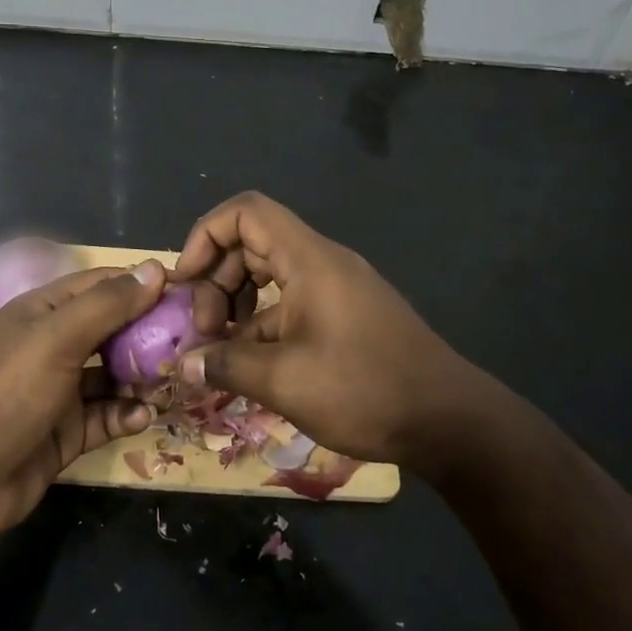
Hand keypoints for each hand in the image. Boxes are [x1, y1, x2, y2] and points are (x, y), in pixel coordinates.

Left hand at [0, 262, 165, 543]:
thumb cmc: (6, 395)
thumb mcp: (57, 339)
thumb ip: (108, 304)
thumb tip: (155, 268)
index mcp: (46, 311)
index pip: (104, 285)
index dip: (144, 285)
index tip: (190, 292)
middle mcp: (56, 344)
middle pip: (115, 329)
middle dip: (152, 334)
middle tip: (194, 341)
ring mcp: (62, 389)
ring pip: (116, 374)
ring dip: (145, 377)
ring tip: (176, 382)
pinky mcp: (69, 430)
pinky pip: (109, 414)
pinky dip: (128, 413)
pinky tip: (144, 417)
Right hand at [169, 193, 481, 469]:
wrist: (448, 419)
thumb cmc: (364, 388)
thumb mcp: (284, 380)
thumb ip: (226, 364)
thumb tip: (183, 364)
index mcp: (308, 259)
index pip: (246, 212)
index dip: (205, 235)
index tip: (186, 282)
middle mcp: (321, 263)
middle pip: (252, 242)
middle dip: (216, 279)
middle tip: (203, 329)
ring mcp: (335, 289)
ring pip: (270, 276)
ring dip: (236, 305)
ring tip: (220, 351)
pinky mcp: (344, 316)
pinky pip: (291, 304)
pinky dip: (263, 325)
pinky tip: (251, 367)